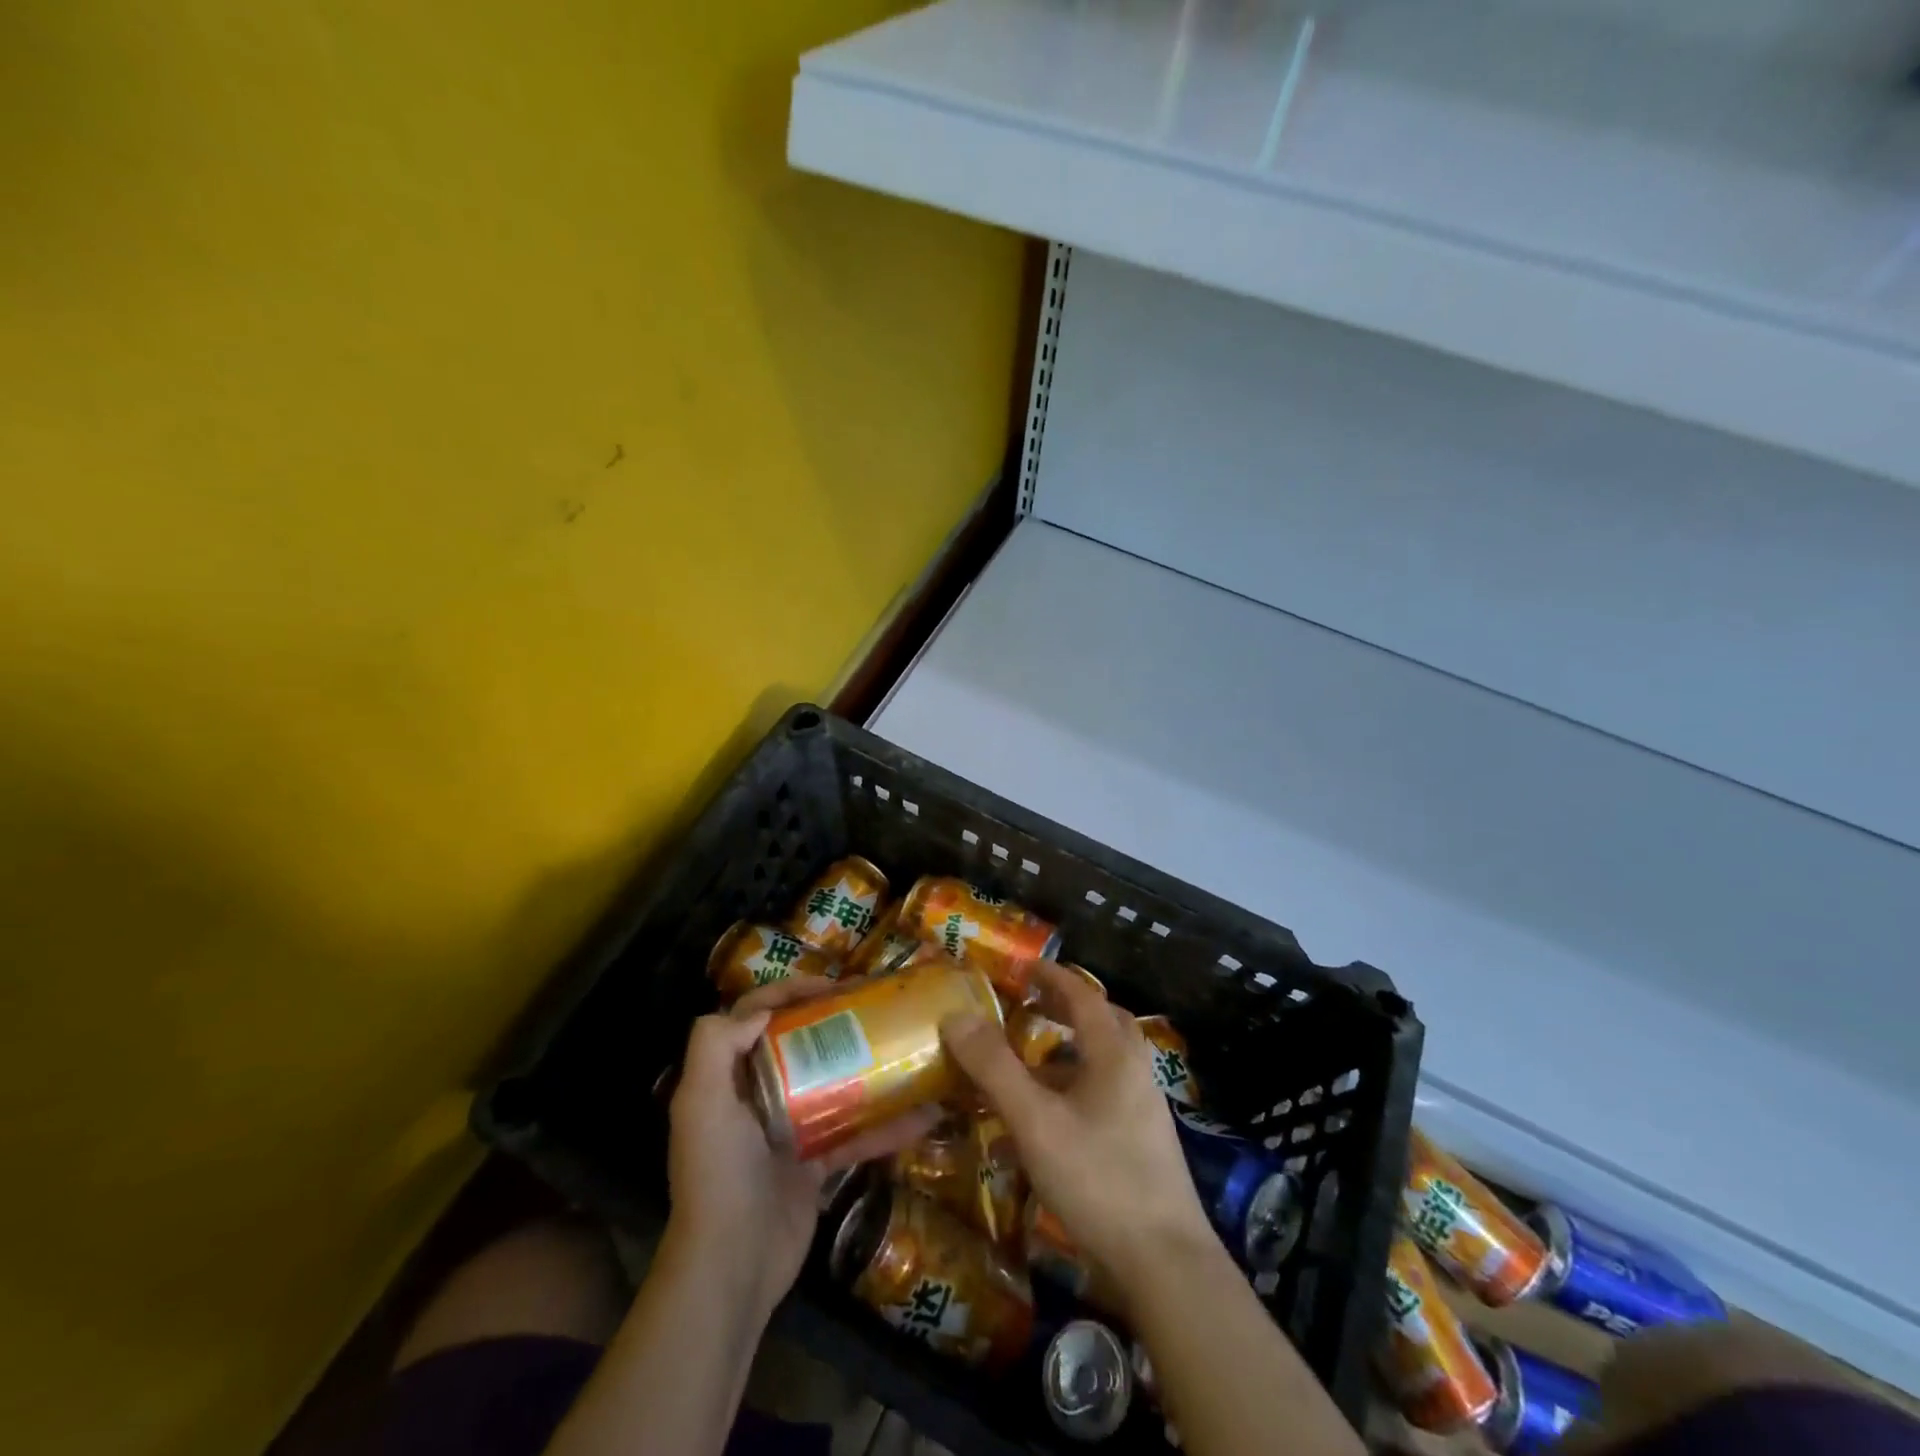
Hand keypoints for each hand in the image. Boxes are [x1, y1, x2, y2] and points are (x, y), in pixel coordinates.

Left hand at [663, 978, 938, 1321]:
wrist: (731, 1268)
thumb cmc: (718, 1173)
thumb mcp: (701, 1102)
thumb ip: (716, 1045)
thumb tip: (761, 1011)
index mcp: (727, 1078)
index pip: (755, 1015)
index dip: (789, 991)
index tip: (834, 985)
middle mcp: (756, 1097)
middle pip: (797, 1043)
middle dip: (833, 1022)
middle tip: (875, 1007)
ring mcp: (787, 1131)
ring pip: (830, 1085)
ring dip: (865, 1070)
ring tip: (904, 1048)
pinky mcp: (814, 1165)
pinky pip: (853, 1135)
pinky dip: (884, 1128)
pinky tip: (922, 1116)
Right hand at [940, 961, 1215, 1295]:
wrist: (1167, 1264)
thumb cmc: (1099, 1180)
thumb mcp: (1036, 1122)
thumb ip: (995, 1068)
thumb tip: (956, 1015)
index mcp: (1114, 1054)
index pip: (1083, 995)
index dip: (1052, 977)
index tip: (1024, 966)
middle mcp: (1136, 1071)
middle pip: (1104, 1021)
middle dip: (1067, 1007)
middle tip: (1031, 1005)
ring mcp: (1145, 1108)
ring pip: (1107, 1059)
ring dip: (1072, 1049)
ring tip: (1033, 1061)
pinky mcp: (1145, 1142)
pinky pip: (1108, 1092)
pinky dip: (1079, 1084)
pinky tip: (1054, 1117)